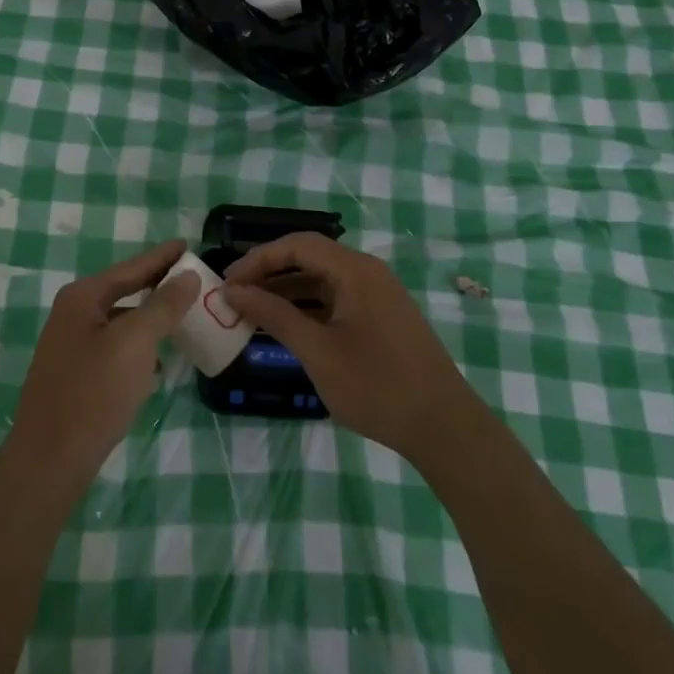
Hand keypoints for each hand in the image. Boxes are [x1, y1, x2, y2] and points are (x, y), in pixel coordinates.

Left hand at [3, 240, 199, 492]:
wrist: (50, 459)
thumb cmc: (94, 392)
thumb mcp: (135, 342)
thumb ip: (162, 305)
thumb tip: (187, 275)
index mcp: (82, 298)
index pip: (131, 267)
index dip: (161, 257)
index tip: (187, 245)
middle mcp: (73, 314)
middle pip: (123, 290)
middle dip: (157, 285)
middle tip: (191, 278)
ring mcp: (71, 346)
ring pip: (120, 321)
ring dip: (149, 318)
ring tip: (182, 316)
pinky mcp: (76, 376)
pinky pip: (115, 348)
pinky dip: (138, 347)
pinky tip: (158, 361)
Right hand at [224, 233, 479, 466]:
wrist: (445, 428)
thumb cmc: (377, 386)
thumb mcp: (318, 351)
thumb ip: (274, 314)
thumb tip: (233, 291)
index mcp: (355, 270)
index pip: (297, 244)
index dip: (259, 259)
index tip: (229, 282)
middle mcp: (368, 272)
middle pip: (310, 258)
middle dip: (270, 274)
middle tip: (235, 296)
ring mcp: (378, 295)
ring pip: (322, 280)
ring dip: (287, 292)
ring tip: (253, 313)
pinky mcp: (382, 318)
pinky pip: (337, 300)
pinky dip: (308, 308)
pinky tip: (287, 328)